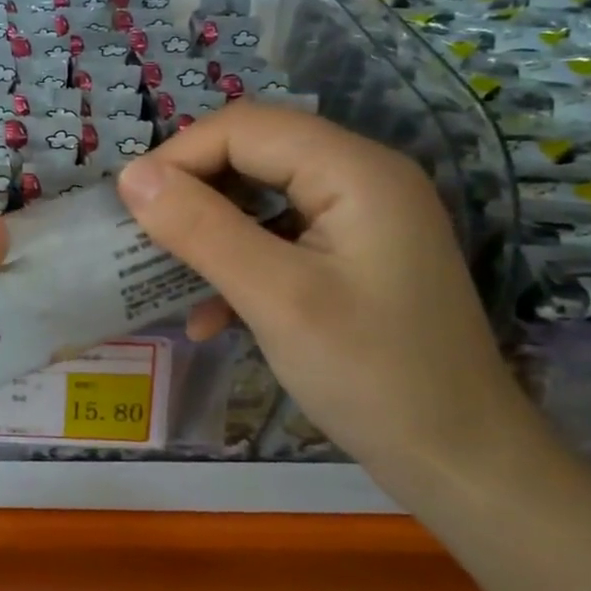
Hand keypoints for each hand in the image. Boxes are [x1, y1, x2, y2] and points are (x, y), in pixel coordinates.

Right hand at [116, 103, 528, 471]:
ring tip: (167, 272)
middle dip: (192, 191)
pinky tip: (212, 317)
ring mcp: (361, 218)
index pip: (246, 128)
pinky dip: (239, 264)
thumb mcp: (275, 298)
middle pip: (254, 153)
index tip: (130, 206)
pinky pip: (280, 237)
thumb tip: (131, 177)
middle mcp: (362, 178)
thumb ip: (201, 229)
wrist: (461, 462)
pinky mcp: (354, 256)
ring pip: (261, 196)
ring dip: (210, 230)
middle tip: (143, 235)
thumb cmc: (371, 375)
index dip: (180, 155)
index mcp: (355, 170)